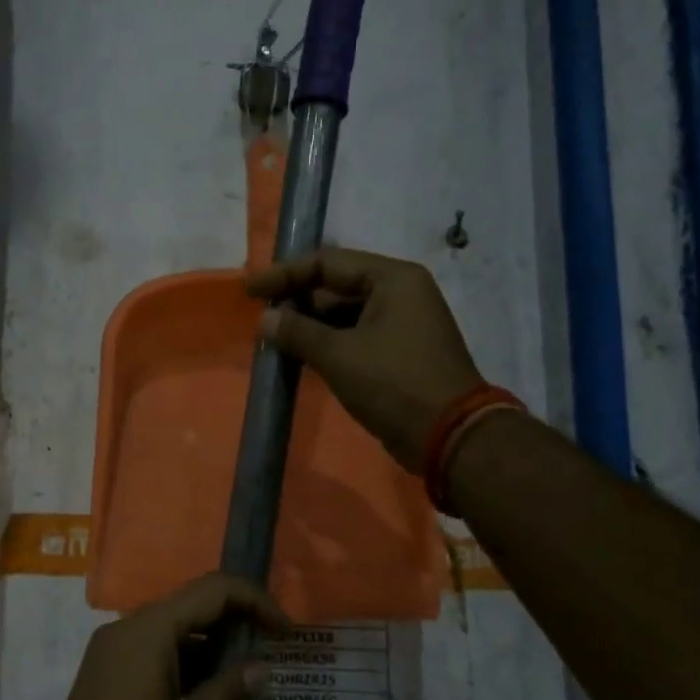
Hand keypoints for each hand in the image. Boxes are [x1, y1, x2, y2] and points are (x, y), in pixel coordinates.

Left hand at [26, 574, 283, 699]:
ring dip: (212, 642)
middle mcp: (129, 625)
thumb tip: (263, 667)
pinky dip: (187, 657)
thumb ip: (230, 691)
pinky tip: (208, 690)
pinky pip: (155, 646)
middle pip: (192, 603)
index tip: (285, 633)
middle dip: (236, 620)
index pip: (213, 589)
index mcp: (150, 629)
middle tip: (271, 652)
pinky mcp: (107, 667)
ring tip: (245, 676)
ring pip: (174, 626)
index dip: (255, 601)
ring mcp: (113, 645)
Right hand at [246, 247, 484, 471]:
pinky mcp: (398, 353)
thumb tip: (266, 320)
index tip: (251, 291)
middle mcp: (400, 293)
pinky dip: (327, 344)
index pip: (328, 262)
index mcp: (393, 279)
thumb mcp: (339, 355)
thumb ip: (297, 332)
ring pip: (344, 315)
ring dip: (309, 326)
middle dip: (297, 302)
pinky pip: (355, 337)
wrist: (448, 436)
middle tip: (262, 320)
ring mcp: (402, 324)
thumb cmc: (393, 383)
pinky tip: (299, 357)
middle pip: (336, 286)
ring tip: (274, 340)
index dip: (285, 274)